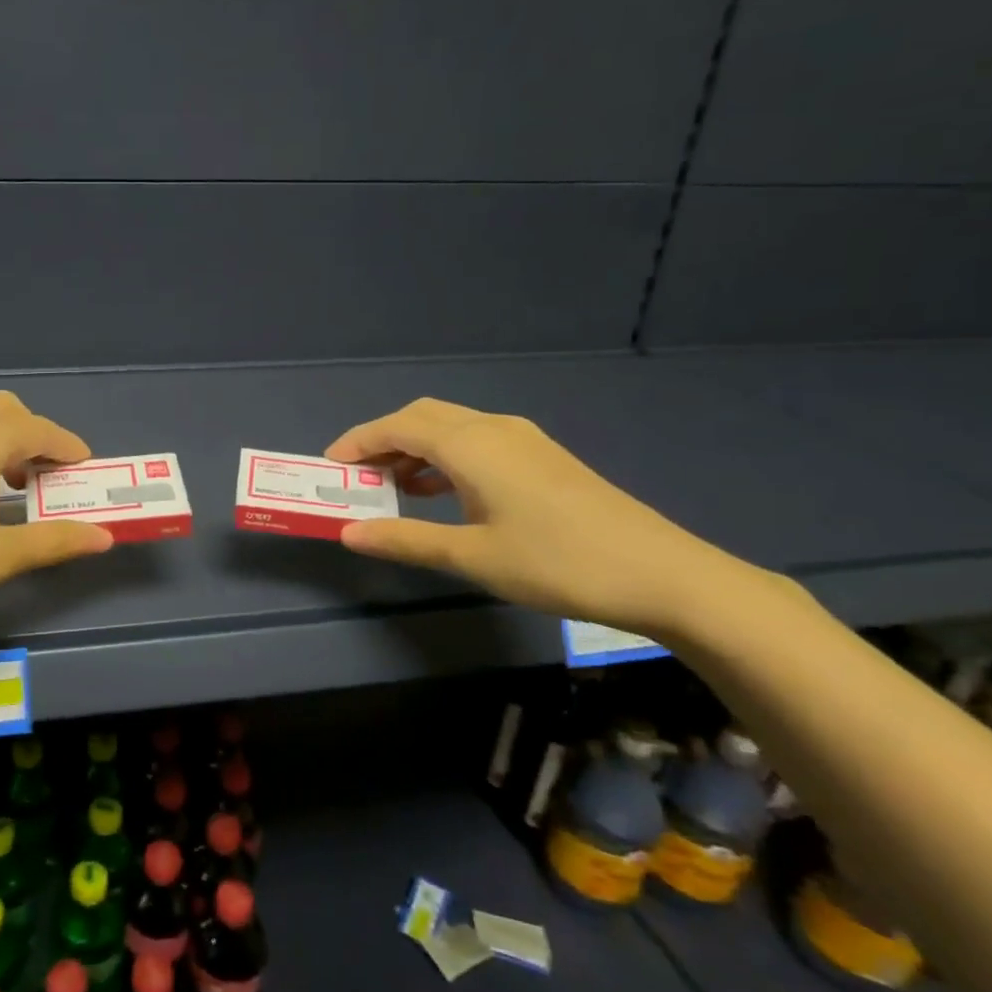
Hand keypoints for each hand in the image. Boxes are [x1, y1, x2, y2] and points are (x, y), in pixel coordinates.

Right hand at [326, 398, 753, 639]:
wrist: (662, 574)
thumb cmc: (556, 562)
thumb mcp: (471, 556)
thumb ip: (404, 539)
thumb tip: (349, 532)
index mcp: (471, 444)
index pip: (397, 426)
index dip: (358, 441)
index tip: (329, 466)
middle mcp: (493, 429)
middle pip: (422, 417)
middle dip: (382, 440)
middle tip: (355, 475)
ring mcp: (523, 440)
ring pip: (451, 427)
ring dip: (414, 449)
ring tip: (390, 488)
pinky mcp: (542, 458)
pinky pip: (475, 442)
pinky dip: (444, 458)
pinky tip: (441, 493)